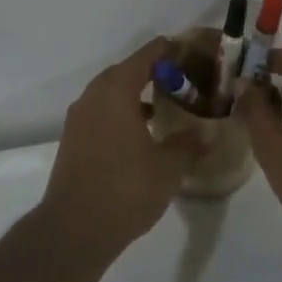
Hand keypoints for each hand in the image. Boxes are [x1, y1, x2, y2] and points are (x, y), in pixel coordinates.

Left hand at [39, 36, 199, 265]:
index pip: (146, 56)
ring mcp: (79, 118)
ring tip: (164, 105)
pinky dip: (122, 111)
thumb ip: (189, 144)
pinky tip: (141, 132)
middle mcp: (94, 96)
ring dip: (135, 92)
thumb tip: (207, 133)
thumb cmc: (125, 190)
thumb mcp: (168, 167)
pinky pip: (101, 111)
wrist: (73, 230)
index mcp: (116, 91)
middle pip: (126, 70)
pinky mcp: (73, 140)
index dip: (169, 50)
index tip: (191, 51)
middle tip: (182, 79)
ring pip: (111, 92)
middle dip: (153, 70)